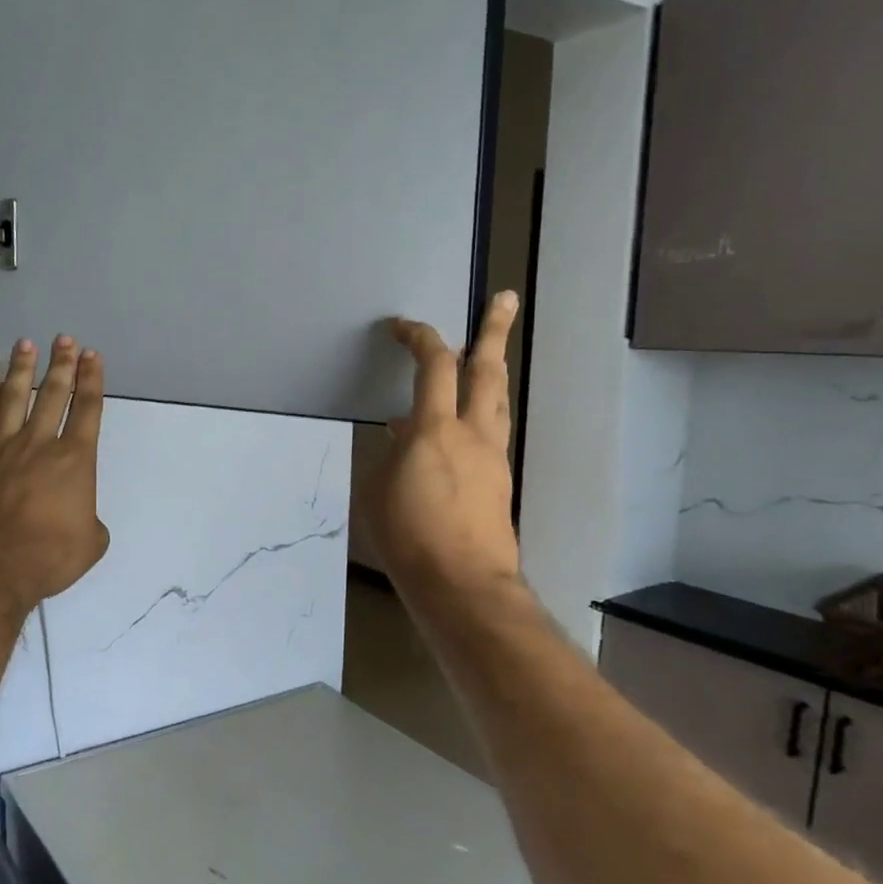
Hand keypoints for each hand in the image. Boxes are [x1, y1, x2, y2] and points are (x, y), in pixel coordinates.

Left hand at [0, 335, 111, 612]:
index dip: (92, 380)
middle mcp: (39, 445)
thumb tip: (78, 516)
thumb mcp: (90, 544)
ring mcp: (1, 450)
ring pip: (14, 400)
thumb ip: (90, 522)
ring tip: (26, 344)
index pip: (87, 410)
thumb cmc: (46, 558)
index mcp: (74, 461)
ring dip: (23, 370)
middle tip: (64, 339)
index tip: (92, 355)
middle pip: (52, 395)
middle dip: (61, 364)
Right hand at [359, 292, 521, 594]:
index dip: (419, 337)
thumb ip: (388, 456)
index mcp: (435, 429)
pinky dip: (476, 416)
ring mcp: (492, 457)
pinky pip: (489, 433)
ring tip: (488, 354)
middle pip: (487, 370)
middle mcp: (472, 434)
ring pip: (496, 400)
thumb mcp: (376, 490)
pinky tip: (460, 430)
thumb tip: (401, 437)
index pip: (433, 366)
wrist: (463, 585)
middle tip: (505, 299)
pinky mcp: (499, 482)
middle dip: (493, 331)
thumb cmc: (408, 536)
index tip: (402, 325)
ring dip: (492, 370)